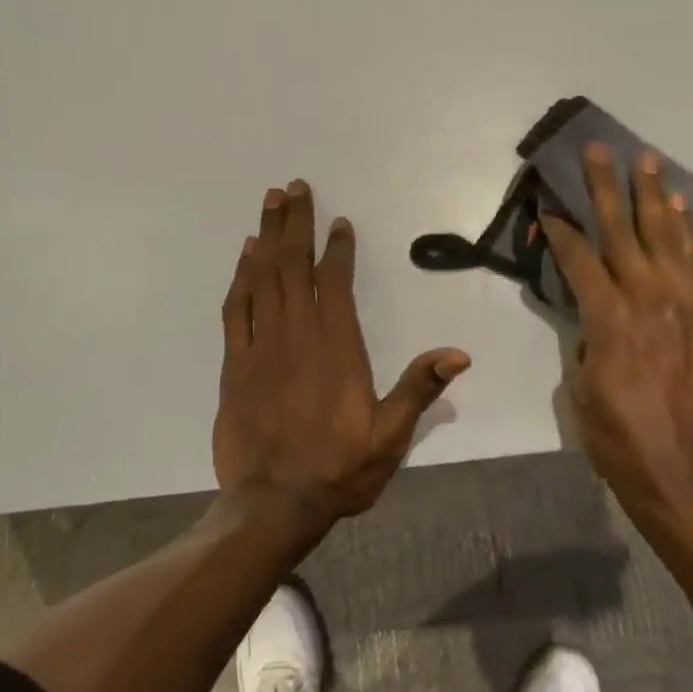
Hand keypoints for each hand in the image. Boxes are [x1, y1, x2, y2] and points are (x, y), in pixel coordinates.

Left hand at [215, 179, 469, 529]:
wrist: (273, 503)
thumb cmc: (338, 469)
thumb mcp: (390, 436)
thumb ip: (419, 389)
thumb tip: (458, 354)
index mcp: (336, 347)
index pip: (335, 282)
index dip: (337, 248)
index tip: (338, 220)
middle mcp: (296, 335)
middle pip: (293, 266)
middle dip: (295, 224)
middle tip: (293, 187)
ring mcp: (260, 347)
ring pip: (262, 278)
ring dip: (266, 237)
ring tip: (270, 203)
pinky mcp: (234, 364)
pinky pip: (236, 309)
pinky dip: (240, 277)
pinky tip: (245, 256)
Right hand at [543, 145, 692, 523]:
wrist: (684, 473)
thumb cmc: (618, 438)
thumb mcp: (581, 388)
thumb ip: (586, 339)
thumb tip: (594, 317)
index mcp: (610, 319)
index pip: (579, 258)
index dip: (560, 230)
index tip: (548, 207)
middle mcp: (649, 299)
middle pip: (623, 232)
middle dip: (607, 188)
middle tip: (599, 150)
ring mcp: (686, 305)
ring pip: (667, 237)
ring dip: (654, 196)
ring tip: (647, 160)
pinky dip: (688, 232)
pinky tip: (681, 208)